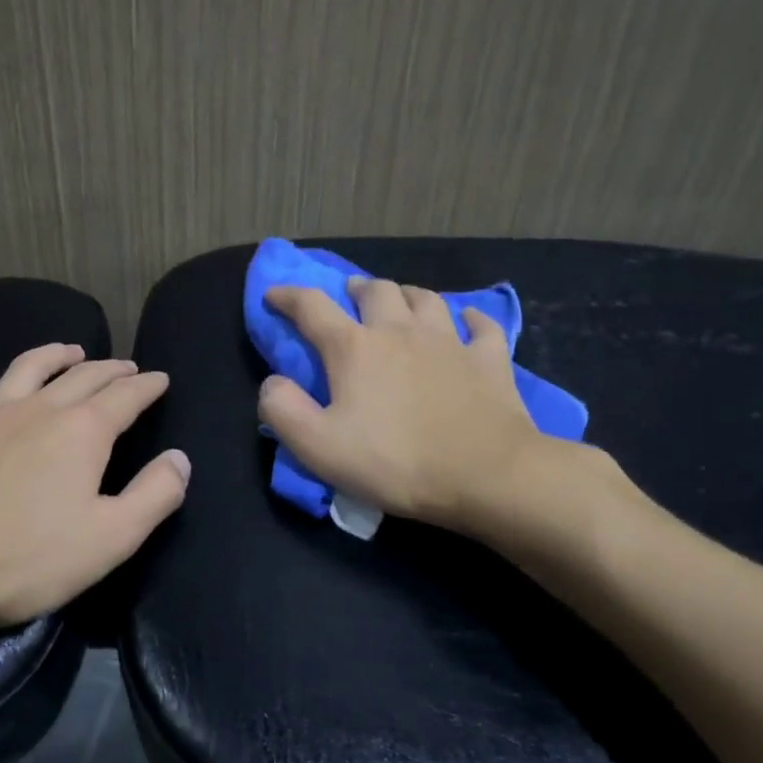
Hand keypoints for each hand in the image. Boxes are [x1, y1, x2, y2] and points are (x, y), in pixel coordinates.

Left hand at [0, 344, 189, 636]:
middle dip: (111, 369)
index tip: (160, 379)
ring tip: (71, 350)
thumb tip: (180, 459)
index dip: (148, 385)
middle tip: (127, 368)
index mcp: (82, 432)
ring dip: (54, 354)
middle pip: (82, 376)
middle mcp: (38, 410)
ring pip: (26, 368)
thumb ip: (155, 495)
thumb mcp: (112, 539)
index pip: (126, 396)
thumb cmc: (27, 561)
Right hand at [258, 277, 616, 543]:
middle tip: (349, 295)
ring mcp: (449, 341)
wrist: (485, 474)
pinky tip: (468, 323)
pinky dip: (470, 320)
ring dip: (406, 295)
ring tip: (400, 302)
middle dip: (356, 287)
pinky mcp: (489, 359)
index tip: (274, 294)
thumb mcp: (318, 447)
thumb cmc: (395, 462)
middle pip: (376, 290)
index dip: (288, 297)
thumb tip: (273, 382)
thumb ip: (283, 410)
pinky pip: (481, 326)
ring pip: (425, 299)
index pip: (311, 308)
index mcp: (354, 348)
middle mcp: (399, 331)